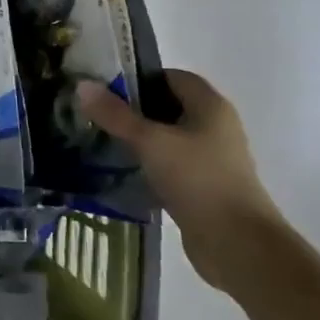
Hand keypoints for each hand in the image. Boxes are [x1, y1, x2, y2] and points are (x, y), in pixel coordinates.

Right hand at [76, 72, 287, 291]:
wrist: (237, 243)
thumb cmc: (197, 179)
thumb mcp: (150, 142)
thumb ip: (115, 115)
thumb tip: (83, 85)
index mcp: (210, 106)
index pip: (173, 77)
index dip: (140, 77)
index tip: (106, 88)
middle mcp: (216, 127)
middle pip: (169, 106)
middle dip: (135, 108)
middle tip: (97, 113)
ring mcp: (212, 158)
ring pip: (169, 137)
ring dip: (140, 138)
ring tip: (102, 140)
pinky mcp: (204, 186)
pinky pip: (172, 164)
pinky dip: (149, 164)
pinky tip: (122, 171)